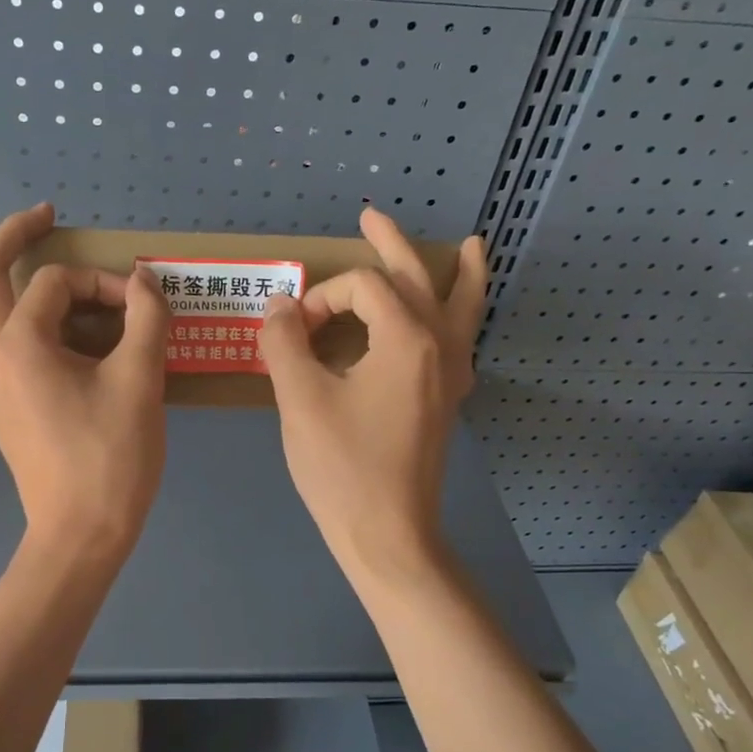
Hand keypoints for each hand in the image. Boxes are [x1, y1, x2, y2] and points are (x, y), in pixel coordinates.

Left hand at [0, 203, 170, 551]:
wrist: (83, 530)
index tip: (140, 306)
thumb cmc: (113, 455)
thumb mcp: (141, 378)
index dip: (104, 284)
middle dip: (9, 236)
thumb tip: (144, 280)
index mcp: (22, 341)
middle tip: (41, 218)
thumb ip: (147, 318)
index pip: (60, 284)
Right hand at [260, 207, 487, 579]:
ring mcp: (450, 376)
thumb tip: (280, 305)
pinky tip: (454, 319)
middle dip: (392, 244)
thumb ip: (284, 342)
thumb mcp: (299, 399)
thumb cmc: (342, 466)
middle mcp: (439, 347)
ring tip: (472, 246)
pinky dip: (462, 317)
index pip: (361, 288)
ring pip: (461, 309)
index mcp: (407, 339)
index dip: (321, 298)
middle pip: (419, 278)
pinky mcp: (445, 401)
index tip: (292, 332)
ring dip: (459, 274)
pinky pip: (462, 343)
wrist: (388, 535)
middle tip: (371, 216)